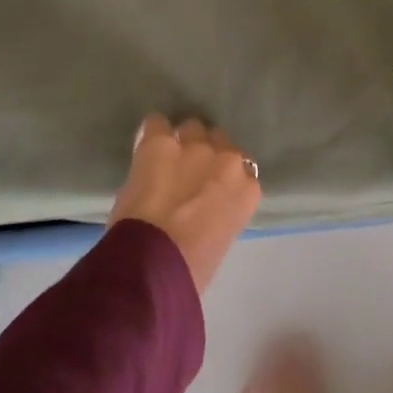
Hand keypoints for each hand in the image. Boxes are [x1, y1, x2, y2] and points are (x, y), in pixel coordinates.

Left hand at [109, 115, 261, 293]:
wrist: (154, 262)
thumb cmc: (190, 268)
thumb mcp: (220, 241)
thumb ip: (220, 215)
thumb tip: (203, 212)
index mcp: (247, 190)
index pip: (241, 171)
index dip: (222, 178)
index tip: (209, 190)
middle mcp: (227, 160)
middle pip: (220, 141)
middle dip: (205, 154)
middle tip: (186, 174)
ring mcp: (194, 147)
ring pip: (192, 127)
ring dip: (181, 141)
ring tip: (164, 159)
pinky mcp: (160, 143)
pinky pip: (156, 124)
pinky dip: (152, 133)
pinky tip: (145, 146)